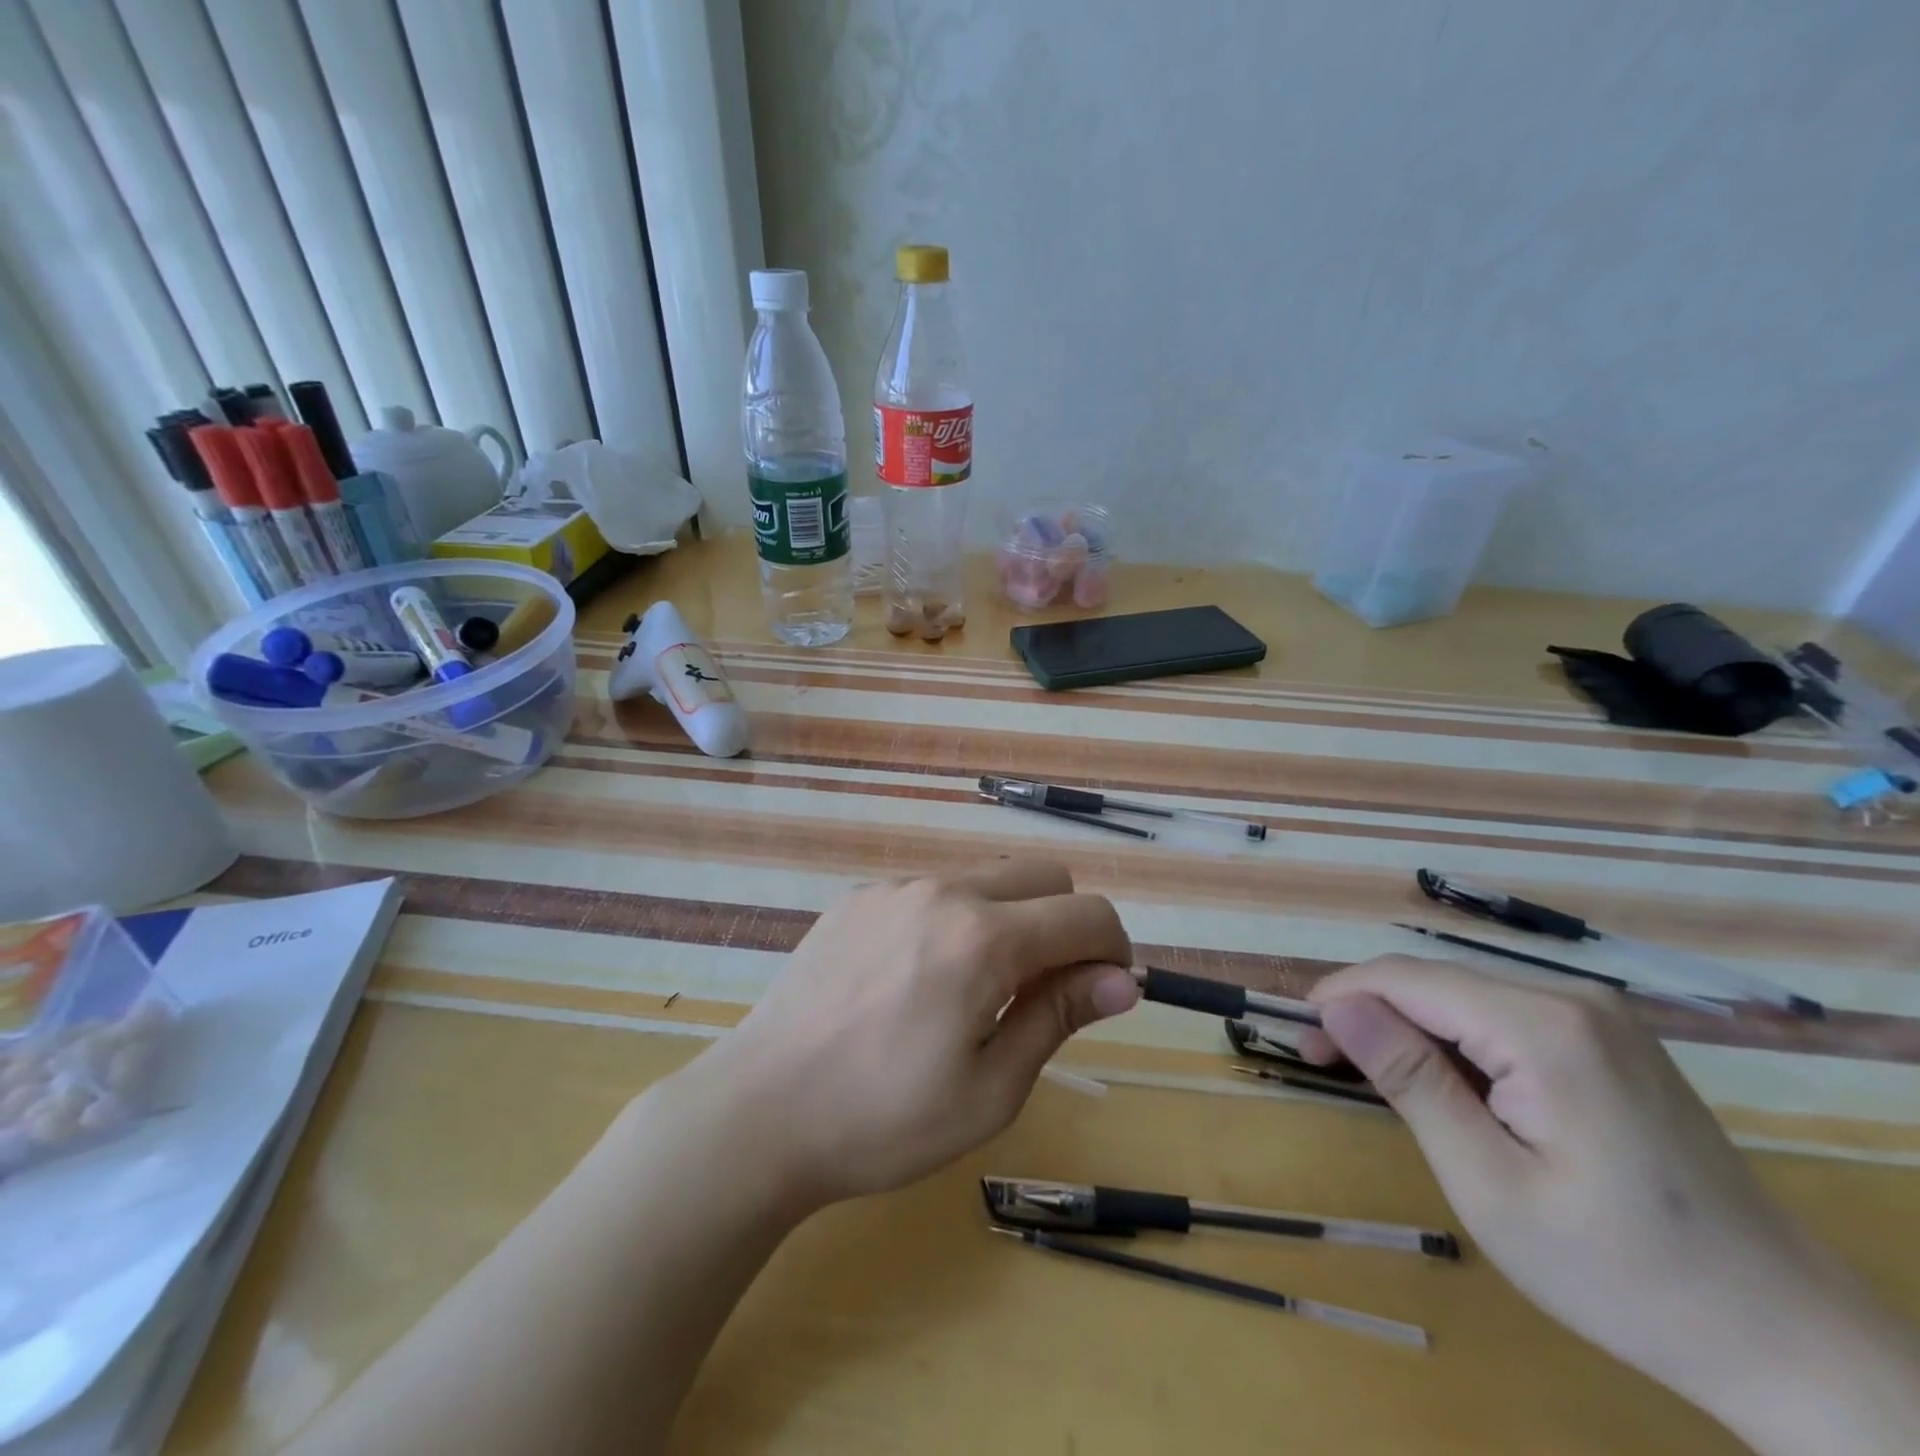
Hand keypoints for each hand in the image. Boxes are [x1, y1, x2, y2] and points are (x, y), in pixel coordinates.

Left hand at [686, 861, 1137, 1211]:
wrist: (759, 1110)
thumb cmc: (883, 1119)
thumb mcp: (990, 1089)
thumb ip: (1059, 1016)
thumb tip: (1123, 979)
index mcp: (985, 938)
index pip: (1088, 913)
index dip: (1113, 950)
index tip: (1102, 993)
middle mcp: (943, 891)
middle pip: (1043, 874)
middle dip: (1065, 922)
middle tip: (1040, 992)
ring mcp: (894, 888)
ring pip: (985, 878)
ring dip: (1007, 919)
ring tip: (972, 991)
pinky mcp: (857, 898)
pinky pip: (930, 892)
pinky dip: (951, 921)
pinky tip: (912, 981)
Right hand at [1299, 957, 1919, 1452]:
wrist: (1787, 1338)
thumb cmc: (1622, 1272)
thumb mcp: (1491, 1184)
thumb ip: (1411, 1080)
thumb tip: (1336, 1004)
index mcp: (1545, 1027)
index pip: (1408, 978)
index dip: (1341, 995)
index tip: (1297, 1033)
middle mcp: (1572, 999)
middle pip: (1435, 983)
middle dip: (1370, 1012)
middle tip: (1321, 1060)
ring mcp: (1598, 1017)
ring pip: (1465, 997)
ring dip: (1409, 1028)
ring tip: (1373, 1076)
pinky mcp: (1608, 1040)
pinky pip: (1503, 1018)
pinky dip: (1455, 1042)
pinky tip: (1446, 1085)